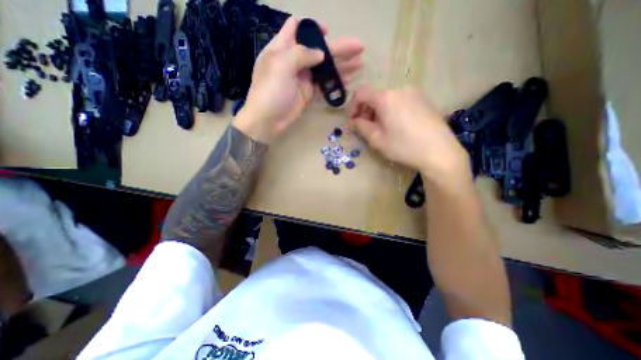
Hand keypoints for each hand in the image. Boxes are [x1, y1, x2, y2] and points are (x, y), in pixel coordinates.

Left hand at [234, 15, 364, 142]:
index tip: (327, 30)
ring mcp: (303, 78)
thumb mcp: (281, 65)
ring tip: (359, 63)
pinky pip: (325, 85)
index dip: (313, 27)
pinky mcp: (309, 93)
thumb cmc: (270, 91)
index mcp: (283, 48)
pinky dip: (336, 82)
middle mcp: (294, 61)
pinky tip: (349, 80)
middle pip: (319, 49)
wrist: (268, 121)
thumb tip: (320, 53)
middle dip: (338, 48)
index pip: (298, 28)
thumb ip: (301, 54)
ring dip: (342, 65)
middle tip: (359, 48)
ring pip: (325, 68)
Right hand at [349, 86, 468, 180]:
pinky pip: (401, 102)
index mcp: (386, 97)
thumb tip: (353, 122)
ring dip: (379, 112)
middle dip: (366, 111)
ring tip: (382, 129)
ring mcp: (415, 93)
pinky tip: (398, 127)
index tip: (353, 123)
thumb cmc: (404, 146)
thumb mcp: (377, 139)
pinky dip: (392, 111)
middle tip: (367, 129)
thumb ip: (361, 127)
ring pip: (388, 99)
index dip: (353, 107)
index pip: (361, 93)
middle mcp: (400, 90)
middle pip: (375, 96)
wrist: (440, 151)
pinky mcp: (424, 100)